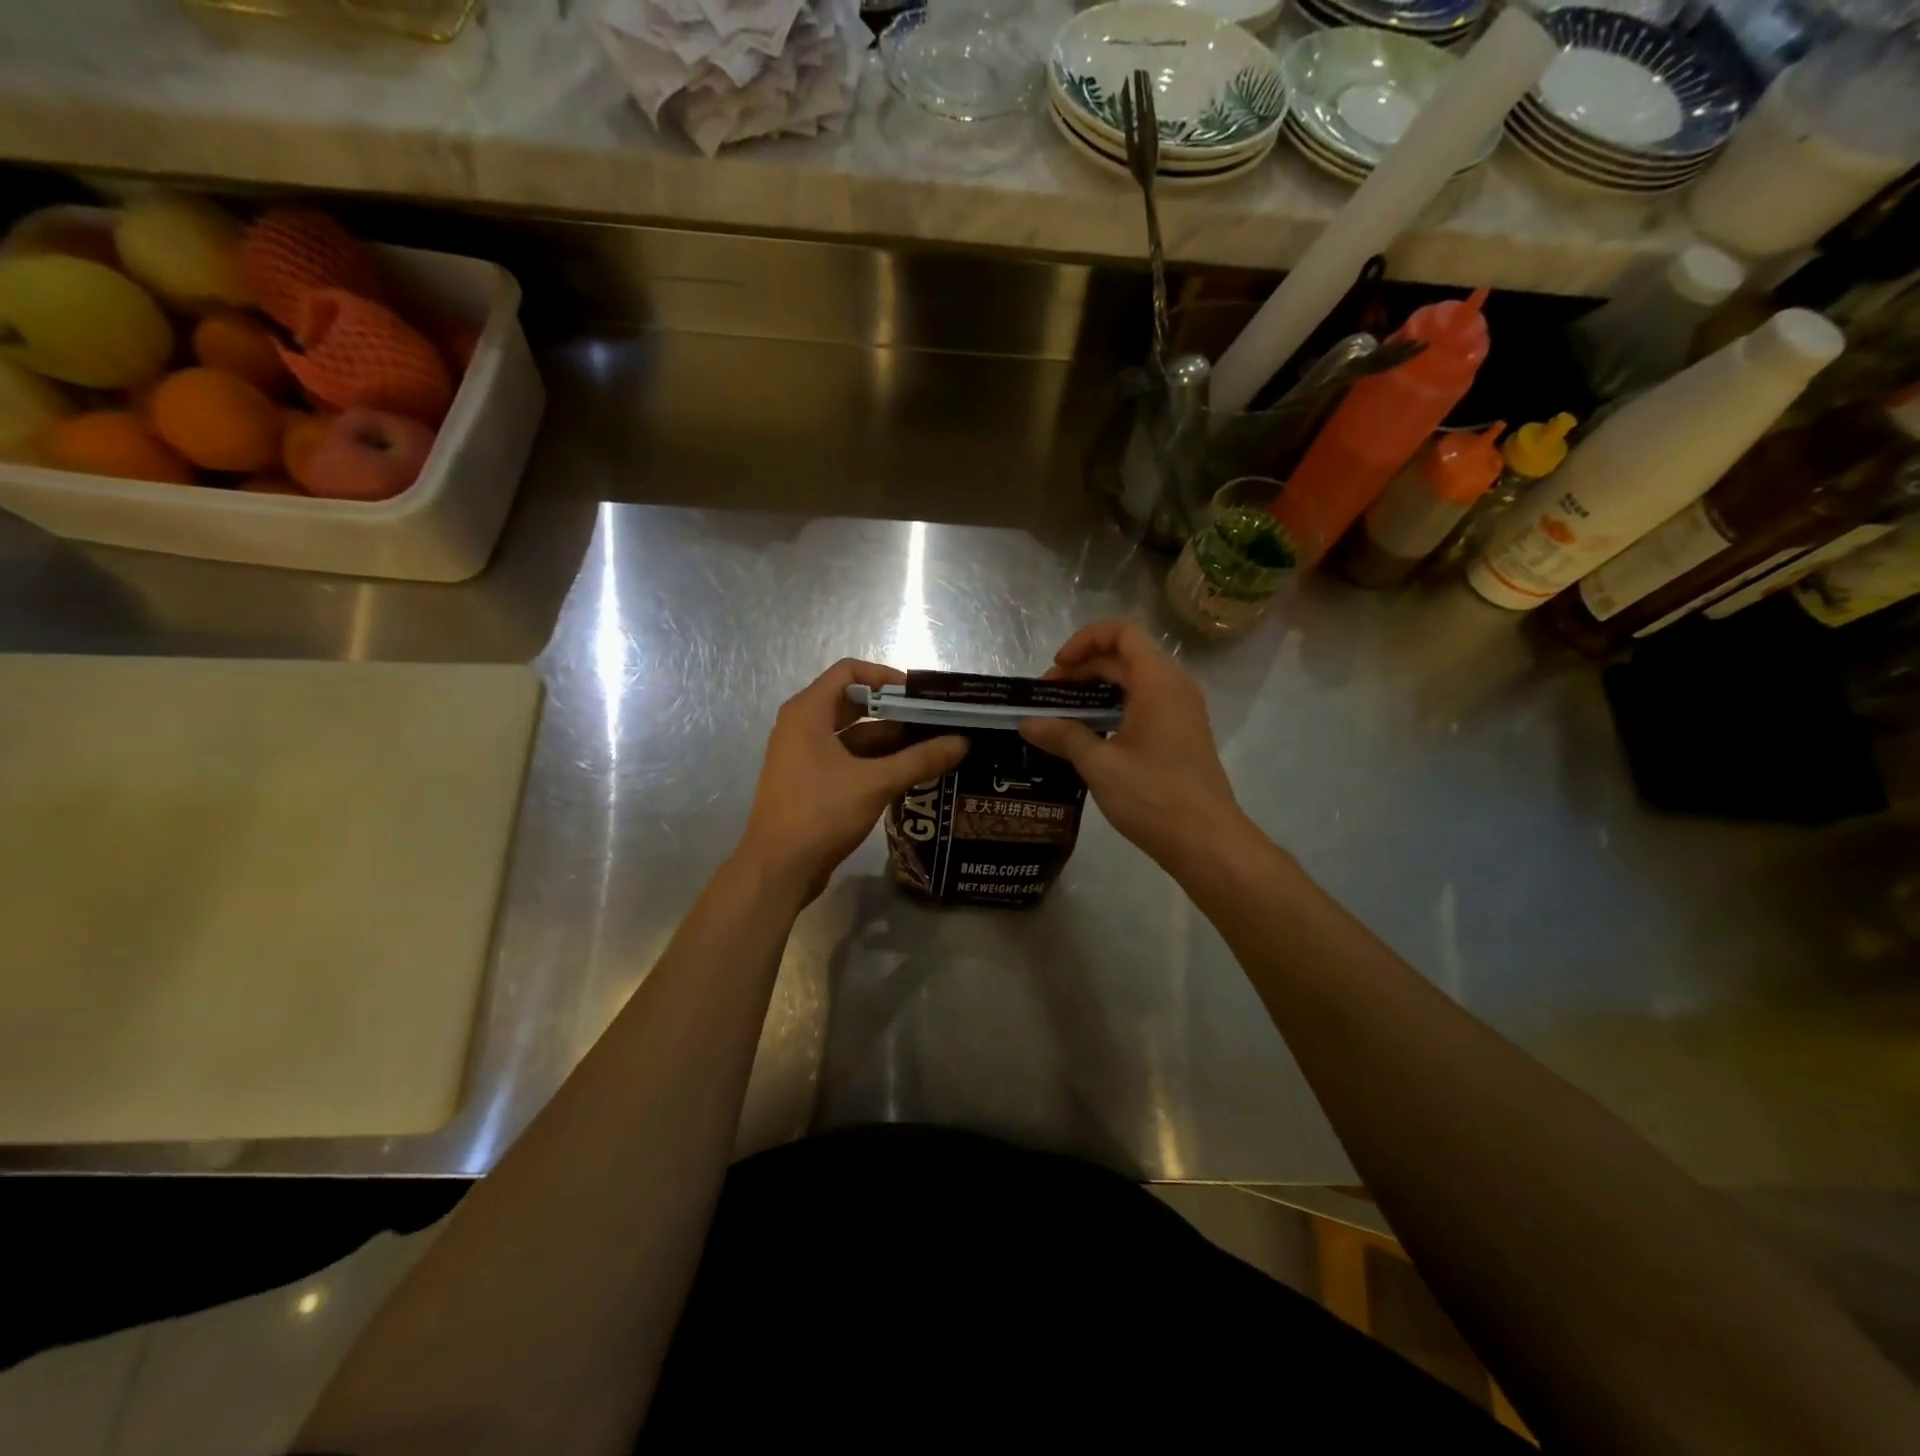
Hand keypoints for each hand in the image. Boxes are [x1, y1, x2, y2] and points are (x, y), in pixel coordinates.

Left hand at [737, 659, 968, 904]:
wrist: (777, 869)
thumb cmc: (820, 813)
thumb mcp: (875, 782)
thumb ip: (920, 759)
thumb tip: (962, 742)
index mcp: (808, 712)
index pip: (848, 671)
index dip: (885, 677)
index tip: (919, 695)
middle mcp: (801, 726)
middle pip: (853, 703)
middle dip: (894, 712)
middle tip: (933, 721)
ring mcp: (803, 756)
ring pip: (852, 735)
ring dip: (888, 740)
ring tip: (930, 748)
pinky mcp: (809, 782)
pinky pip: (846, 759)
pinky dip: (874, 762)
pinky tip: (907, 773)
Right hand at [1018, 621, 1247, 875]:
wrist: (1206, 841)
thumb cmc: (1153, 796)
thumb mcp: (1100, 765)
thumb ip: (1063, 735)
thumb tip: (1027, 722)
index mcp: (1158, 681)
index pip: (1121, 633)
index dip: (1084, 641)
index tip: (1057, 668)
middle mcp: (1174, 685)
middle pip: (1124, 657)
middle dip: (1082, 669)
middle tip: (1047, 699)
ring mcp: (1182, 709)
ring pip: (1134, 681)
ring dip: (1097, 689)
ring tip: (1062, 716)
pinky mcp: (1182, 732)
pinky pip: (1144, 702)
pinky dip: (1114, 707)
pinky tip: (1090, 734)